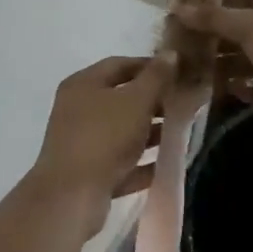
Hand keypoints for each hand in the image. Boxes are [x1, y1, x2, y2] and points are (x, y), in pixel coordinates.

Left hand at [28, 56, 172, 213]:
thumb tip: (170, 54)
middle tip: (182, 106)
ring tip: (179, 134)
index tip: (179, 74)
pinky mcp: (87, 173)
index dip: (150, 66)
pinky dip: (140, 162)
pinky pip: (119, 162)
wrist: (71, 197)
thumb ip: (156, 78)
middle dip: (153, 102)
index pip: (120, 64)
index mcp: (83, 84)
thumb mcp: (136, 101)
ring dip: (149, 133)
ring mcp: (81, 143)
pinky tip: (165, 164)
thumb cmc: (104, 138)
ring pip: (121, 132)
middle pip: (120, 98)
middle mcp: (77, 109)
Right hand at [173, 0, 252, 128]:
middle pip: (250, 27)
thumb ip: (214, 18)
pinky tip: (231, 92)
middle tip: (187, 49)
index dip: (216, 2)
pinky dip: (251, 87)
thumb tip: (180, 8)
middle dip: (219, 39)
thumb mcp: (250, 25)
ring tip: (200, 75)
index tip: (187, 14)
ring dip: (231, 67)